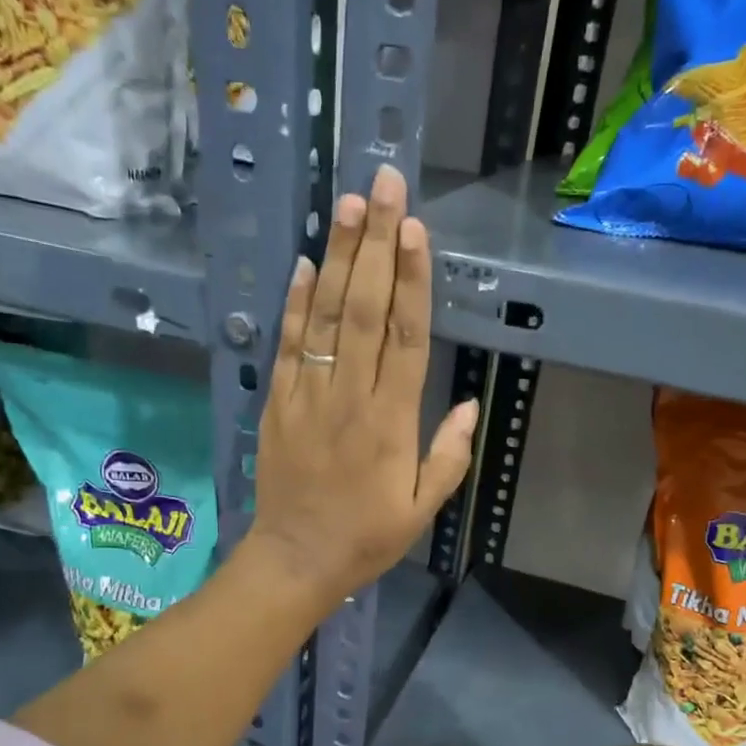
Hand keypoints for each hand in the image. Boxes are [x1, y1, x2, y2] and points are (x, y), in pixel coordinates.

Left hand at [249, 165, 478, 603]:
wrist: (297, 560)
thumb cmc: (366, 537)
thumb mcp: (421, 509)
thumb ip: (448, 456)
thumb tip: (467, 404)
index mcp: (391, 423)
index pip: (405, 337)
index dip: (412, 280)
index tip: (415, 229)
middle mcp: (350, 397)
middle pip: (364, 310)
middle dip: (375, 245)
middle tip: (383, 185)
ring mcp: (308, 396)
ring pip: (324, 317)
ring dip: (336, 258)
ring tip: (347, 205)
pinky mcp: (278, 403)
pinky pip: (288, 345)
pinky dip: (294, 303)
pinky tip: (303, 262)